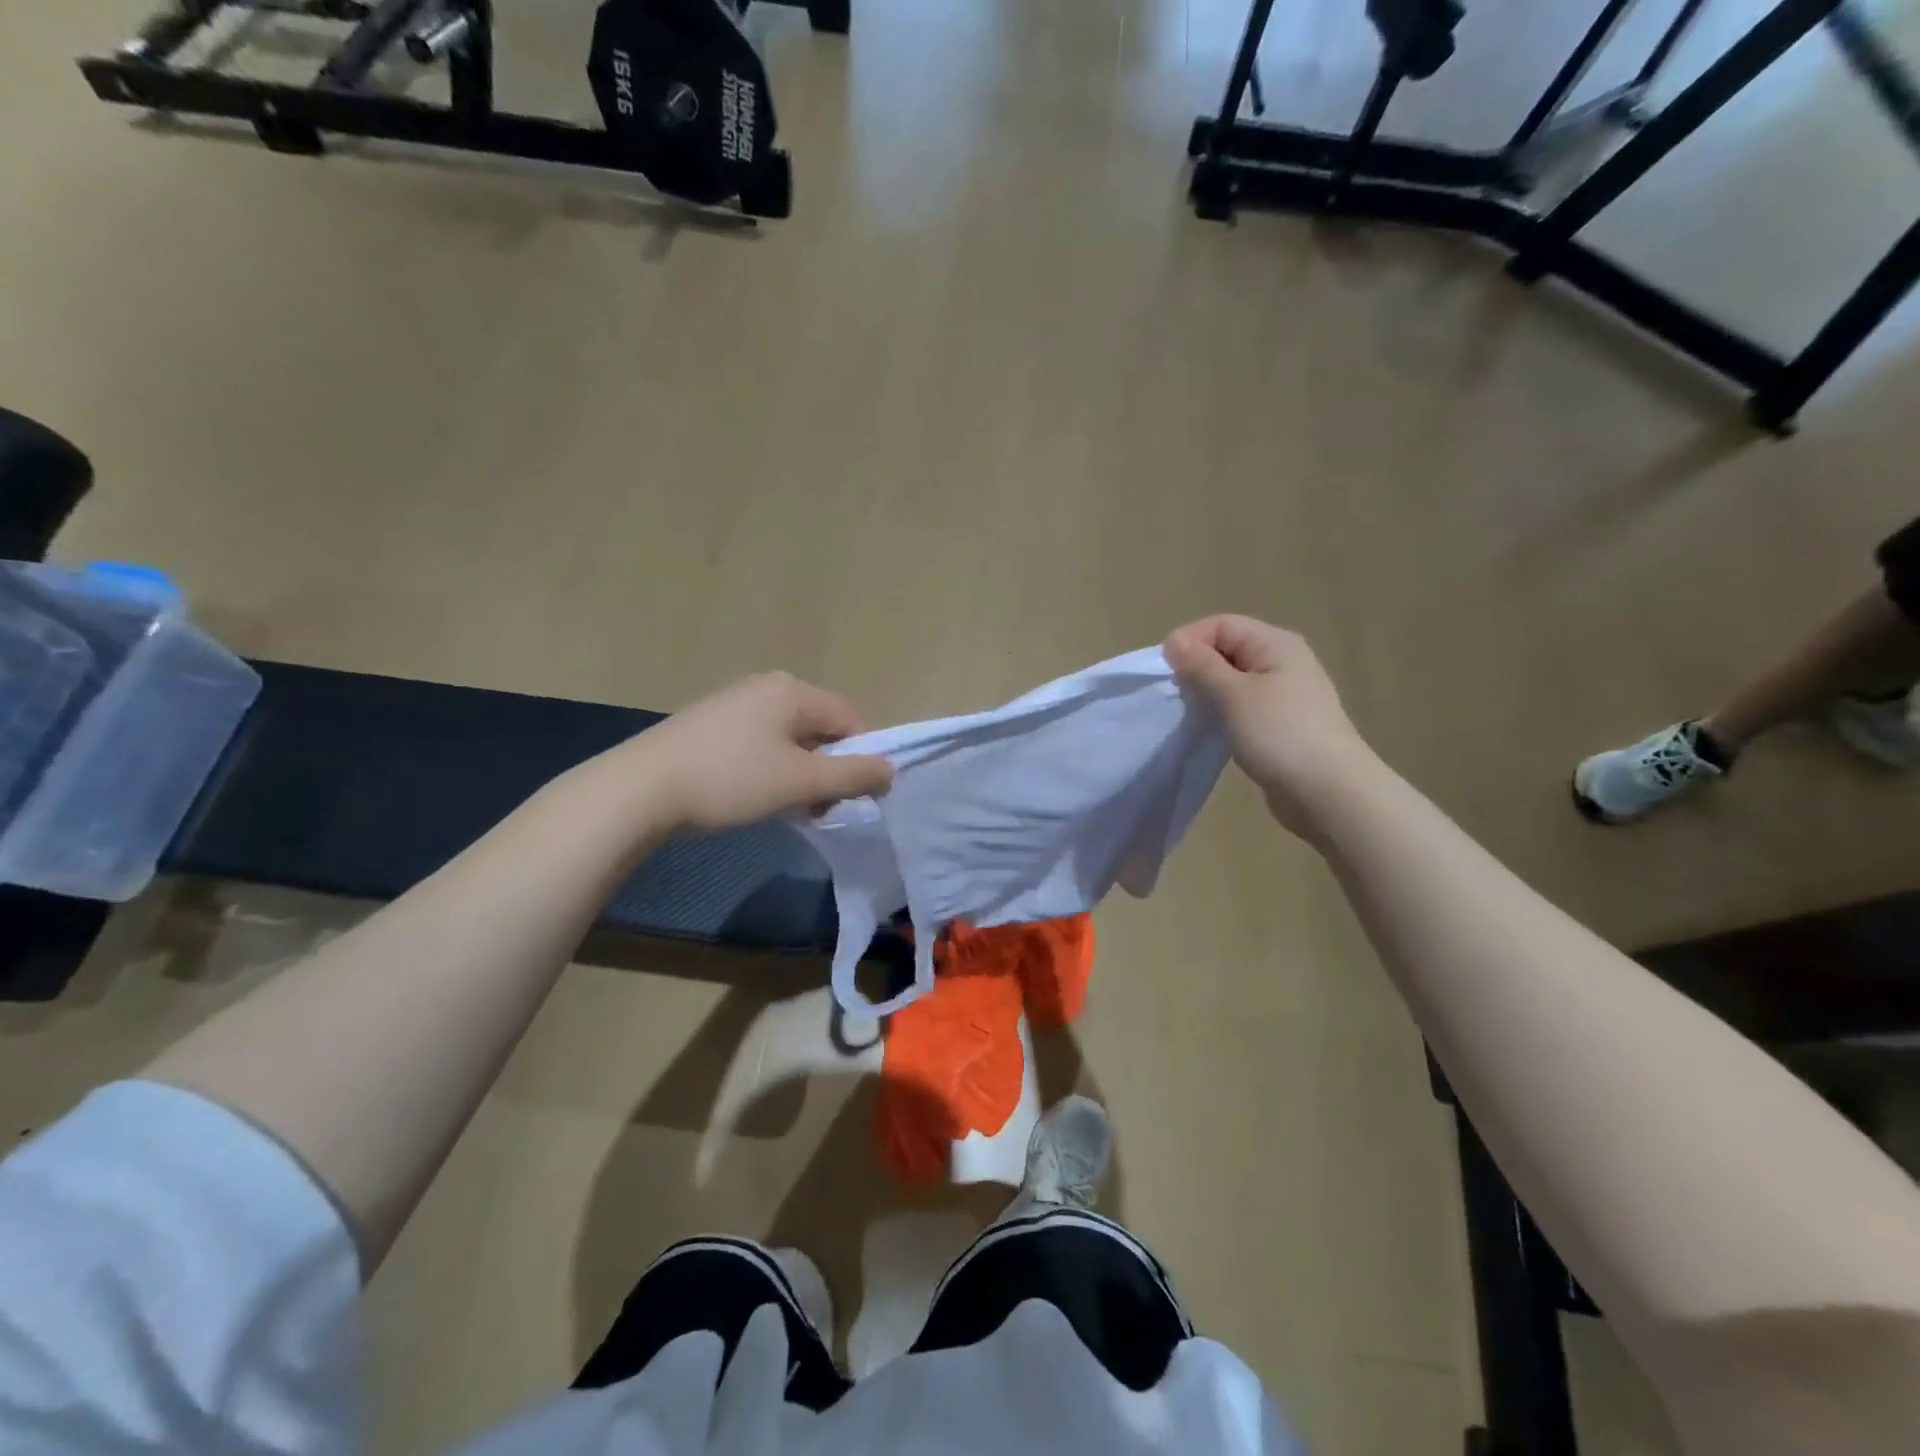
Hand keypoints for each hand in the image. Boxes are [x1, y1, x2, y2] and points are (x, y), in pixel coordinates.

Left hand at [624, 672, 893, 834]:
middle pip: (822, 728)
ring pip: (792, 740)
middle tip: (820, 808)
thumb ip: (852, 775)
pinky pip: (762, 744)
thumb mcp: (800, 782)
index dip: (863, 757)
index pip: (851, 718)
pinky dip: (773, 771)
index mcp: (792, 691)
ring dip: (802, 775)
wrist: (639, 790)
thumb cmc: (730, 780)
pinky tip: (756, 797)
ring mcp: (736, 704)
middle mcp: (767, 687)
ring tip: (789, 809)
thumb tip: (891, 770)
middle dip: (830, 770)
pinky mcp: (712, 725)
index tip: (855, 796)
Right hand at [1164, 616, 1378, 837]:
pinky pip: (1242, 705)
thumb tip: (1173, 640)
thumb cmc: (1280, 735)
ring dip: (1208, 693)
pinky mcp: (1281, 723)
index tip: (1165, 673)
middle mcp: (1283, 661)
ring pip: (1233, 680)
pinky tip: (1214, 731)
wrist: (1330, 793)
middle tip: (1178, 697)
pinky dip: (1223, 713)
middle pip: (1227, 649)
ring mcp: (1285, 693)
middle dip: (1196, 668)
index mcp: (1276, 643)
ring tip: (1193, 715)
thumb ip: (1201, 665)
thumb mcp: (1233, 695)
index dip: (1189, 641)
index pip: (1221, 624)